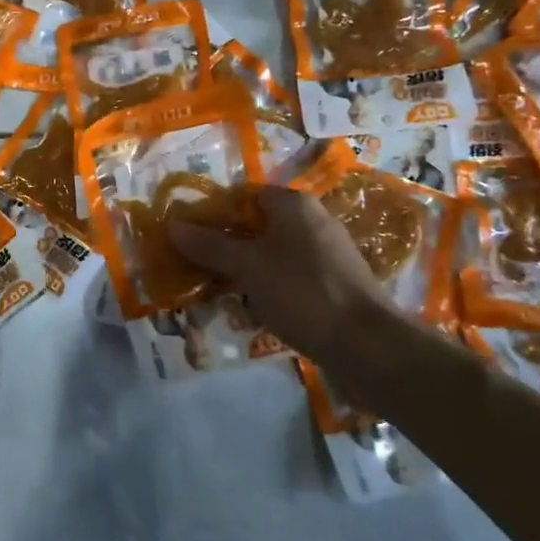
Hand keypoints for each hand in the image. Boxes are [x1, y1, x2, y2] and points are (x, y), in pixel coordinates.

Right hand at [166, 185, 392, 361]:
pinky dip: (267, 288)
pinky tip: (253, 312)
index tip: (188, 236)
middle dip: (225, 247)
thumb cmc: (301, 292)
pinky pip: (288, 277)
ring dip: (243, 271)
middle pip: (255, 226)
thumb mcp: (246, 266)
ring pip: (270, 254)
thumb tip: (172, 225)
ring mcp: (325, 253)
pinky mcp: (332, 283)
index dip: (212, 213)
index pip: (242, 195)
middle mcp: (311, 220)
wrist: (367, 345)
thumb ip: (209, 245)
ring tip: (219, 294)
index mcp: (293, 204)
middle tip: (198, 269)